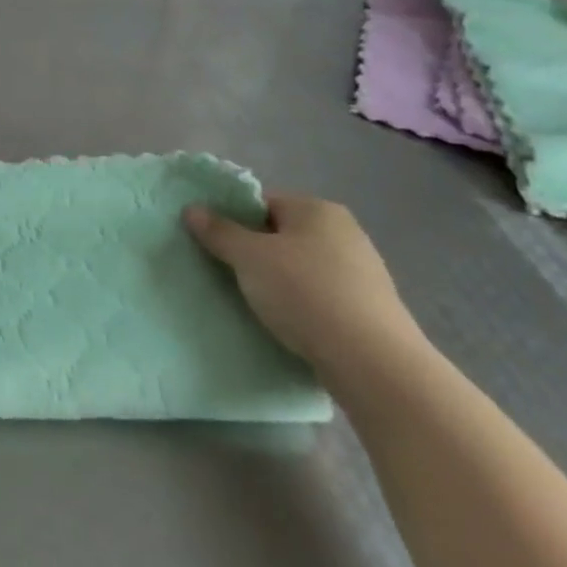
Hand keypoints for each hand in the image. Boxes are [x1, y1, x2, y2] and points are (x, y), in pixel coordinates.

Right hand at [184, 193, 424, 380]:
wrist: (374, 363)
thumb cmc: (305, 293)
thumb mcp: (249, 258)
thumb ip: (218, 231)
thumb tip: (192, 209)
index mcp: (317, 209)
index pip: (262, 203)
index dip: (234, 221)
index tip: (216, 246)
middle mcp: (344, 231)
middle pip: (282, 235)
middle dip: (255, 253)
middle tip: (229, 275)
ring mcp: (362, 271)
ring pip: (301, 267)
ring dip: (278, 281)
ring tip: (255, 304)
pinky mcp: (370, 308)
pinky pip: (321, 296)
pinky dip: (302, 305)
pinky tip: (288, 324)